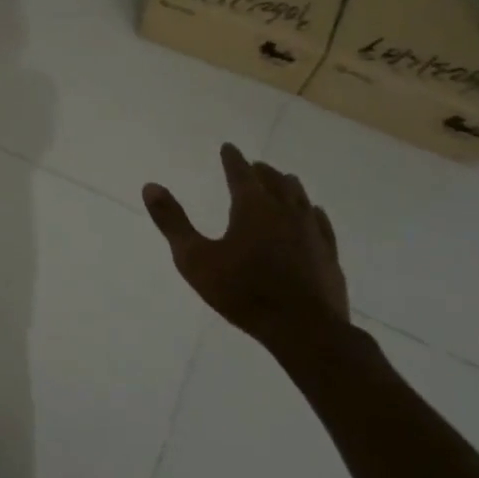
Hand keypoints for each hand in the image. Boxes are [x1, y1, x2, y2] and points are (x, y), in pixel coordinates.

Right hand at [142, 143, 348, 348]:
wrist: (304, 330)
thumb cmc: (244, 293)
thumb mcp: (195, 259)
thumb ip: (172, 222)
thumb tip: (150, 186)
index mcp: (252, 207)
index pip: (240, 173)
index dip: (232, 159)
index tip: (228, 147)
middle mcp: (284, 210)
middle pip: (273, 181)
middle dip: (261, 171)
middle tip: (253, 165)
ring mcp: (311, 231)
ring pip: (300, 197)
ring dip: (287, 185)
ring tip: (283, 180)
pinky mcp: (328, 254)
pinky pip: (321, 223)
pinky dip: (313, 212)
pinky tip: (314, 213)